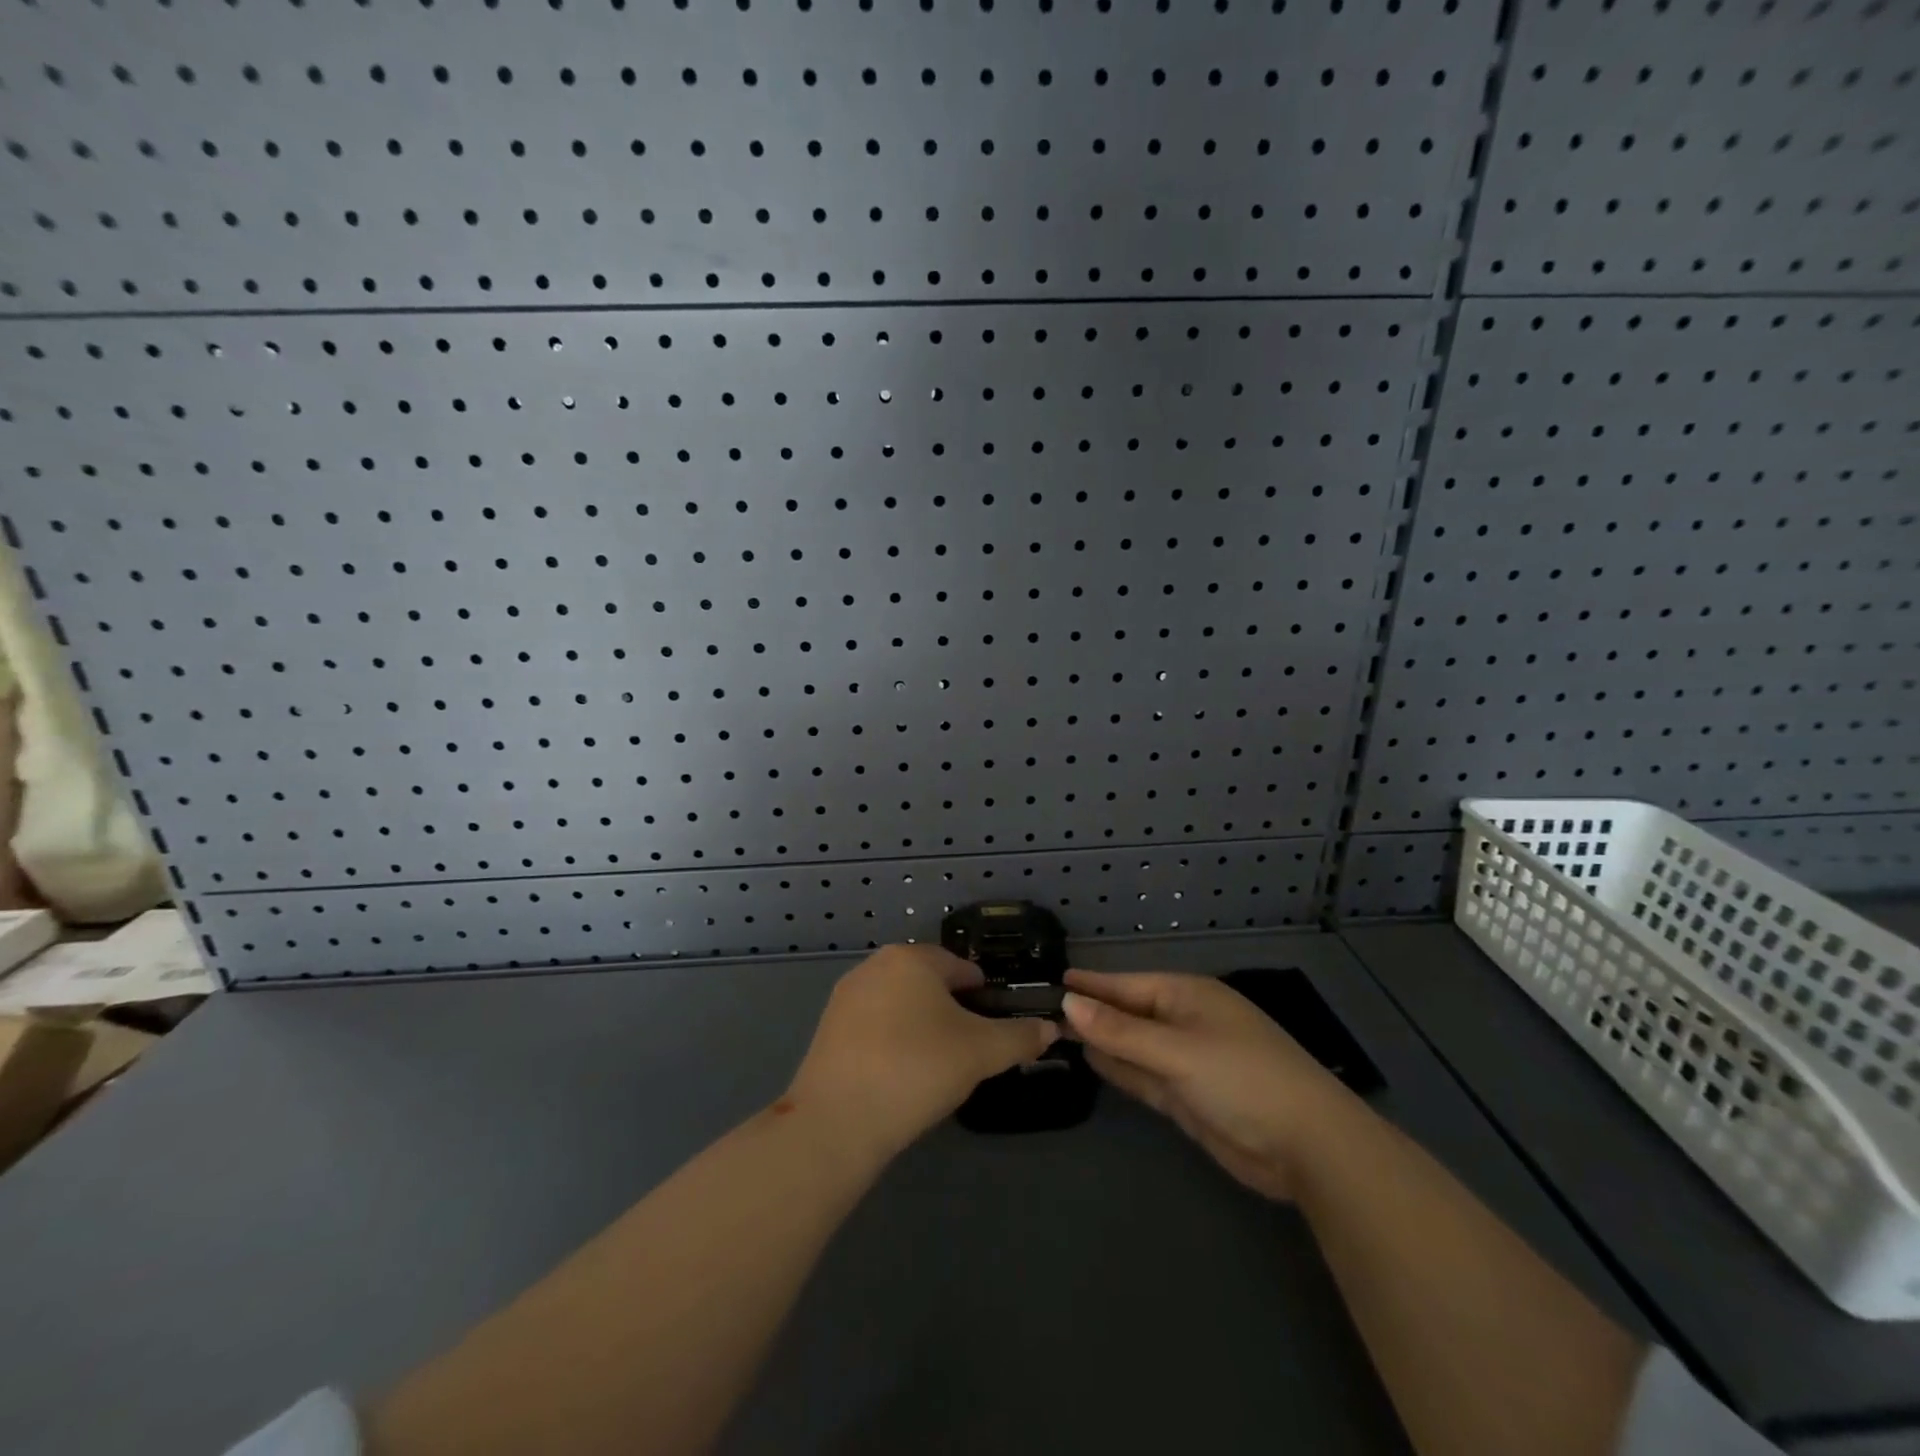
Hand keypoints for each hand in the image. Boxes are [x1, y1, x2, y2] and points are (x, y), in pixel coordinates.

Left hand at [787, 944, 1058, 1161]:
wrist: (838, 1120)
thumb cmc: (917, 1069)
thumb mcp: (981, 1053)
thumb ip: (1020, 1036)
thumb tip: (1049, 1028)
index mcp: (913, 958)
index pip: (963, 969)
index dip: (986, 1000)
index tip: (994, 1035)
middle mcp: (876, 964)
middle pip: (930, 984)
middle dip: (953, 1013)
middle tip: (967, 1055)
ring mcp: (847, 995)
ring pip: (902, 1005)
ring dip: (922, 1028)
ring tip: (934, 1069)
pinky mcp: (828, 1027)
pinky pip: (875, 1025)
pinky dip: (893, 1042)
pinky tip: (900, 1077)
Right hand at [1061, 970, 1355, 1200]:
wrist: (1308, 1147)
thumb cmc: (1243, 1079)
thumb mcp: (1177, 1051)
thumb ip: (1121, 1031)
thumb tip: (1069, 1002)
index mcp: (1187, 996)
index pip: (1127, 985)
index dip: (1091, 985)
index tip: (1053, 981)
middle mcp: (1184, 1022)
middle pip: (1127, 1014)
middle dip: (1091, 1012)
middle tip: (1042, 1009)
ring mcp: (1186, 1061)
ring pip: (1133, 1045)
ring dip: (1101, 1040)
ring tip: (1056, 1031)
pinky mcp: (1187, 1096)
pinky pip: (1143, 1074)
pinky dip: (1119, 1067)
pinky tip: (1091, 1060)